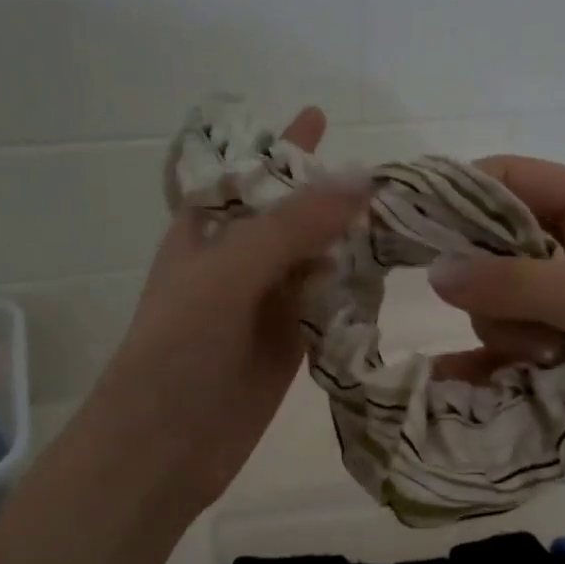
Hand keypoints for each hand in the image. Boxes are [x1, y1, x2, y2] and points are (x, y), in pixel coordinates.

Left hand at [83, 107, 366, 519]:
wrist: (161, 449)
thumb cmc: (175, 353)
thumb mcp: (226, 274)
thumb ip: (292, 227)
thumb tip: (364, 177)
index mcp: (205, 233)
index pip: (246, 174)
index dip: (279, 147)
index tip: (321, 114)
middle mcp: (237, 263)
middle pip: (290, 216)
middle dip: (330, 194)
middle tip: (390, 174)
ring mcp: (264, 306)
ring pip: (314, 261)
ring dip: (349, 242)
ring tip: (403, 217)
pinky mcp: (288, 347)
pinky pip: (326, 307)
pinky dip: (352, 292)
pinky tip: (387, 277)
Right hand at [426, 155, 564, 480]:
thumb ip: (519, 284)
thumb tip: (435, 273)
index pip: (509, 181)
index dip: (455, 195)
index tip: (406, 228)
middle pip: (493, 249)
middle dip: (492, 288)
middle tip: (522, 321)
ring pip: (498, 307)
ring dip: (508, 334)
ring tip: (550, 359)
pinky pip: (508, 352)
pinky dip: (486, 366)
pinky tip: (455, 383)